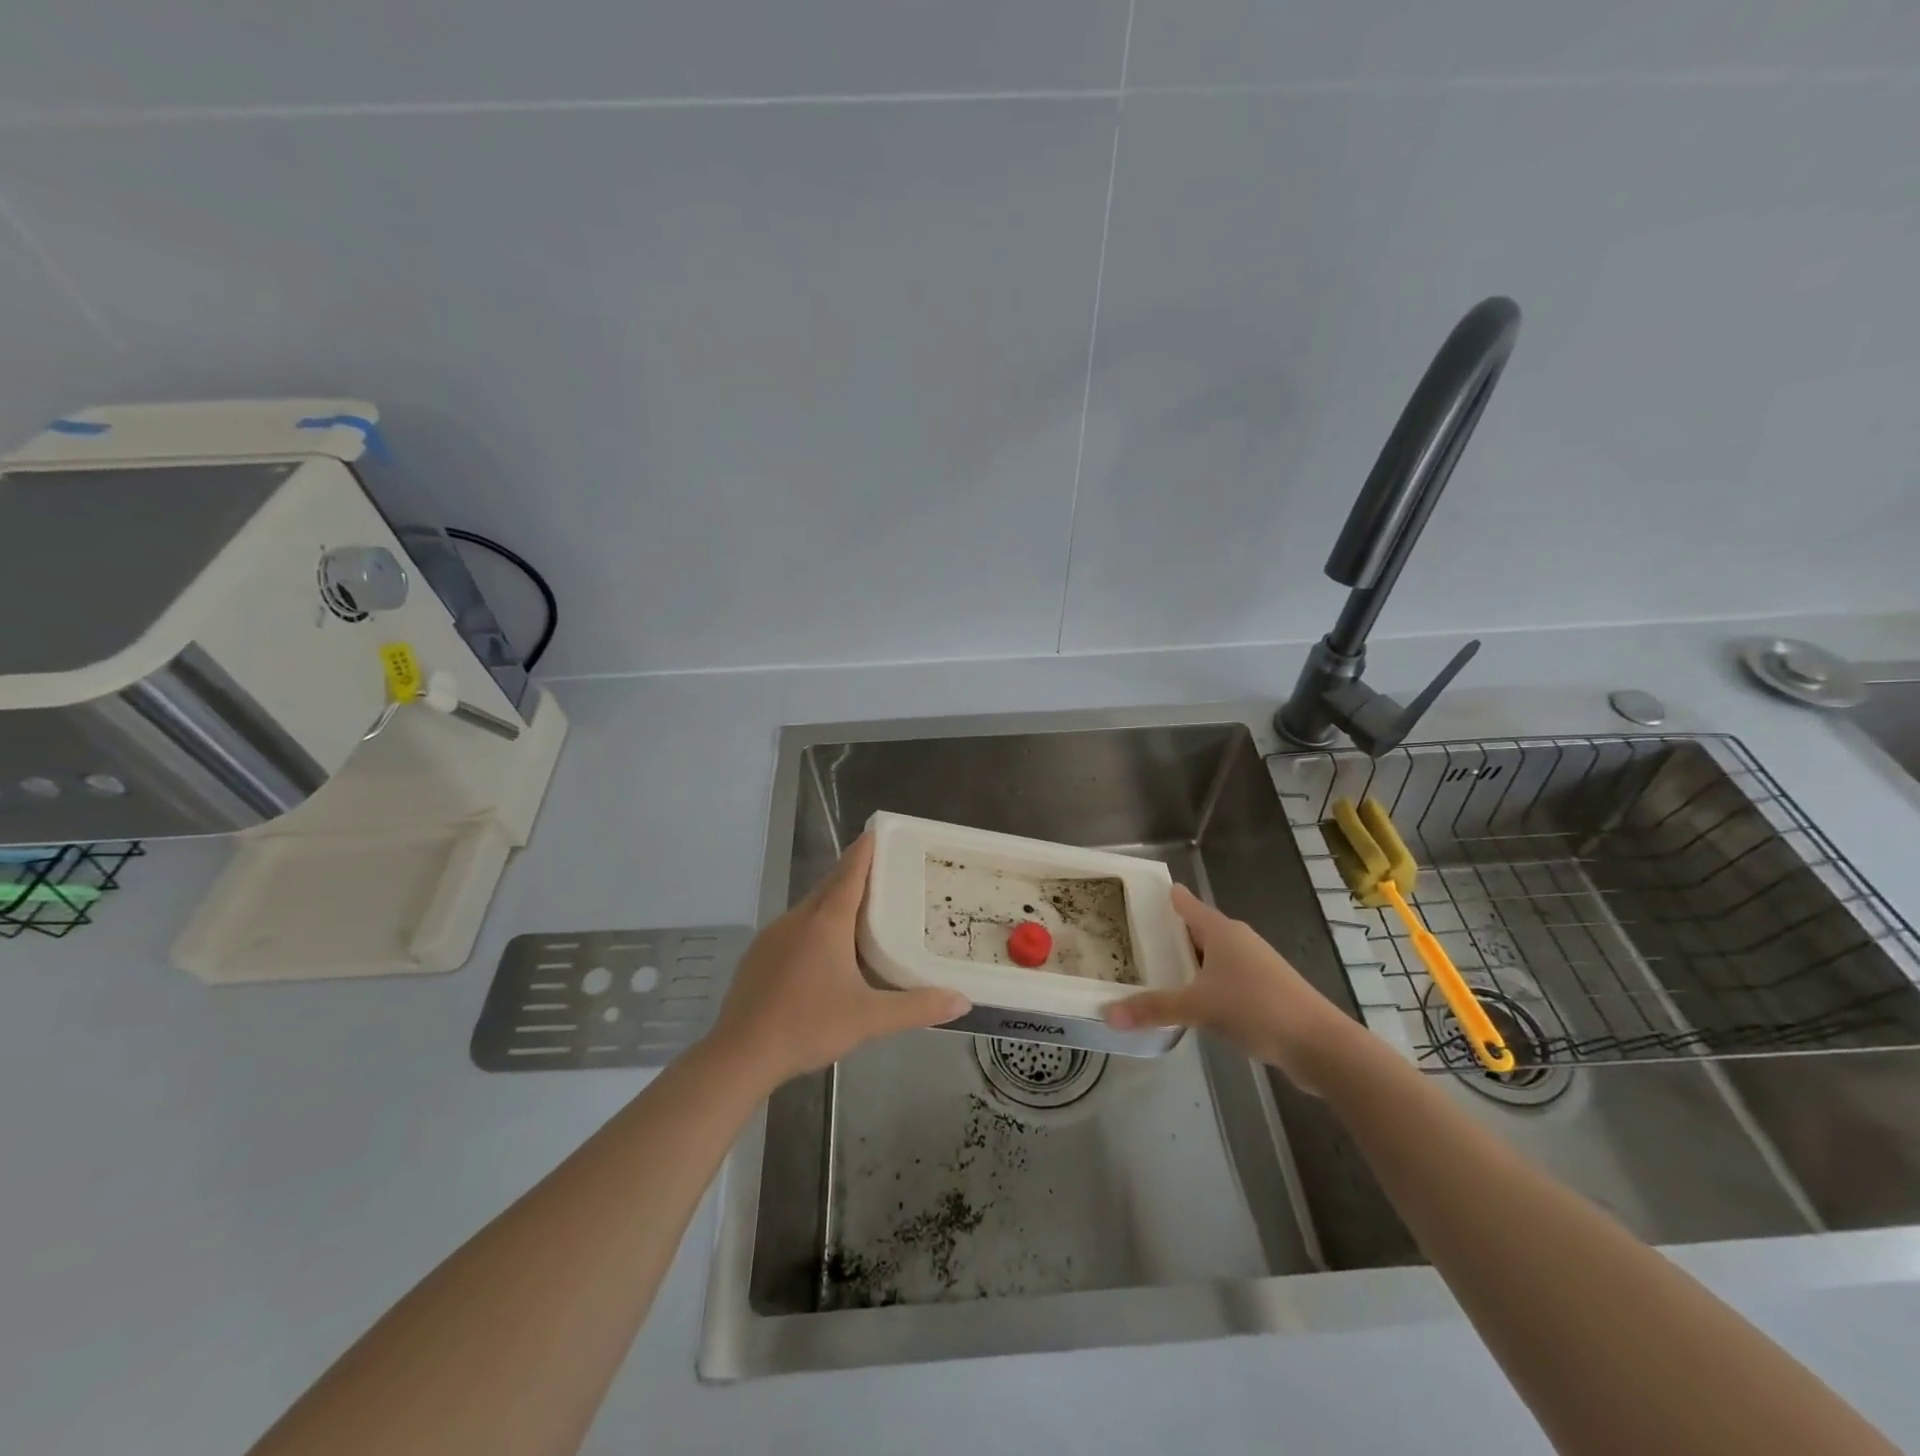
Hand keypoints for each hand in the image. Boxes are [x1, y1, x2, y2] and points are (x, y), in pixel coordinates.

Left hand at [708, 833, 969, 1087]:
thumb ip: (918, 1008)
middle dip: (853, 874)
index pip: (849, 872)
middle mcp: (798, 919)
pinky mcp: (758, 955)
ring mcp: (773, 936)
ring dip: (833, 903)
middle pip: (829, 886)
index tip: (877, 831)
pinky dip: (814, 927)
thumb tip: (963, 1001)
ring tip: (860, 914)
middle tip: (883, 874)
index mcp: (826, 922)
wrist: (740, 1054)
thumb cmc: (808, 1026)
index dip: (864, 850)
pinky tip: (823, 955)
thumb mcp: (870, 1019)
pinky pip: (793, 929)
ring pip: (810, 908)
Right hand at [1103, 884, 1370, 1093]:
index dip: (1165, 897)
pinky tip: (1191, 1001)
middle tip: (1133, 937)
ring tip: (1155, 970)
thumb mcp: (1198, 1008)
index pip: (1186, 904)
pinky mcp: (1265, 990)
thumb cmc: (1256, 1009)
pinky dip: (1205, 983)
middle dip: (1169, 933)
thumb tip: (1106, 1014)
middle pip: (1197, 929)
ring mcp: (1255, 965)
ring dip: (1188, 962)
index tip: (1139, 893)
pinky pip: (1224, 978)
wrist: (1320, 1045)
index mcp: (1221, 931)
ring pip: (1212, 956)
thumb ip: (1153, 1009)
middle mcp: (1238, 940)